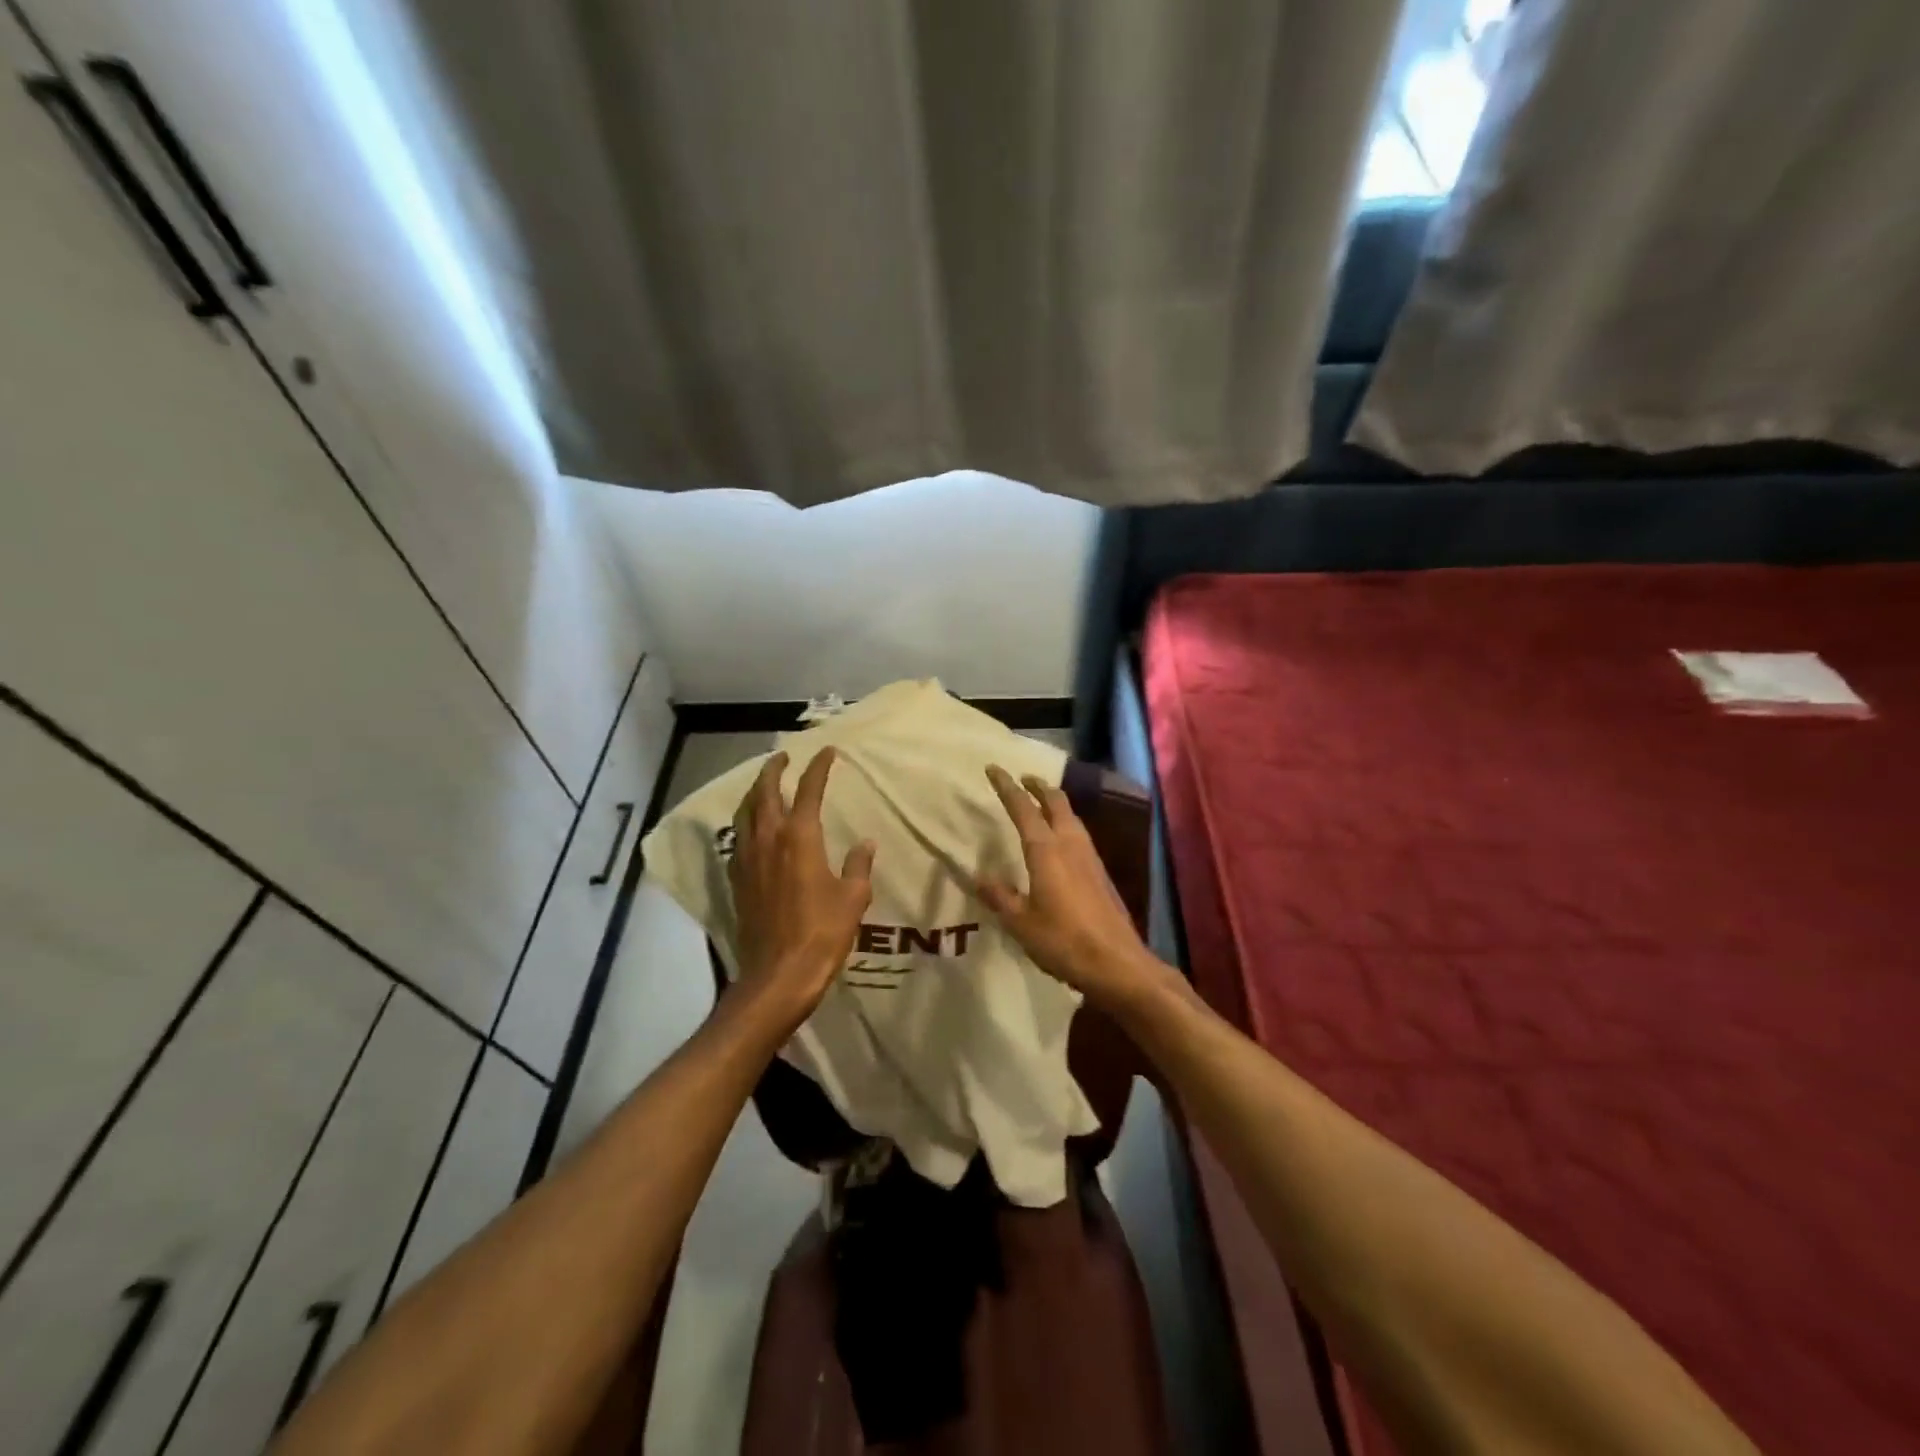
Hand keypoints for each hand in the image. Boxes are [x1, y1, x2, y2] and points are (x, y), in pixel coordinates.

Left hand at [729, 748, 874, 1018]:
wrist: (778, 976)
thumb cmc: (822, 933)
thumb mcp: (853, 898)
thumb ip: (858, 866)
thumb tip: (865, 844)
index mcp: (800, 838)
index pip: (809, 790)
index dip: (819, 767)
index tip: (827, 752)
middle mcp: (768, 840)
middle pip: (764, 792)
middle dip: (773, 770)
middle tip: (783, 758)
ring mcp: (747, 860)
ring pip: (745, 813)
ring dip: (755, 793)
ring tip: (764, 786)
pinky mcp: (737, 881)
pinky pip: (738, 839)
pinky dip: (746, 823)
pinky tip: (753, 830)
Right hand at [975, 765, 1167, 1007]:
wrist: (1117, 963)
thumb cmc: (1063, 941)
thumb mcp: (1021, 923)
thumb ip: (1000, 897)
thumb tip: (980, 877)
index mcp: (1046, 851)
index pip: (1023, 808)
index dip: (1007, 787)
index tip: (994, 768)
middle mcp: (1070, 845)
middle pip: (1056, 802)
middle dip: (1038, 786)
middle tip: (1023, 779)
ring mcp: (1090, 857)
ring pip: (1071, 816)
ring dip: (1055, 802)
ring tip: (1041, 801)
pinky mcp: (1101, 873)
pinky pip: (1080, 834)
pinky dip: (1065, 822)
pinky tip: (1061, 839)